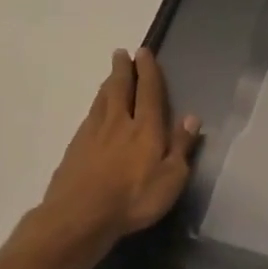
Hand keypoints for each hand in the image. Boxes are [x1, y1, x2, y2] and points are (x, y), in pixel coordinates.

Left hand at [30, 48, 199, 261]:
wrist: (80, 216)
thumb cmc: (134, 198)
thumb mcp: (171, 177)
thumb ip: (181, 146)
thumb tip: (192, 118)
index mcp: (146, 128)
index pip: (148, 92)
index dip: (148, 71)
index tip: (144, 52)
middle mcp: (118, 123)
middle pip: (119, 89)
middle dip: (123, 70)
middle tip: (121, 53)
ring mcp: (92, 135)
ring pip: (101, 101)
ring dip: (107, 84)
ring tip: (110, 75)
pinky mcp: (75, 149)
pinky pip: (89, 117)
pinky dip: (95, 106)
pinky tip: (95, 110)